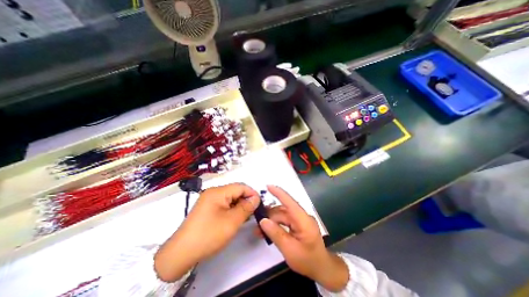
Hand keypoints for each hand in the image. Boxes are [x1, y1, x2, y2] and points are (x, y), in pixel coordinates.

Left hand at [153, 182, 259, 281]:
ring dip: (239, 205)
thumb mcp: (231, 221)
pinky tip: (235, 218)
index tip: (259, 204)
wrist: (181, 253)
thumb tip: (256, 198)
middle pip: (235, 191)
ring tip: (246, 216)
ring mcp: (209, 200)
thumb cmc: (209, 235)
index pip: (240, 186)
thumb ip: (246, 207)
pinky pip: (224, 204)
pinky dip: (232, 209)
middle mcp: (213, 192)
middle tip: (253, 212)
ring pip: (230, 198)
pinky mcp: (207, 208)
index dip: (252, 193)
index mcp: (218, 192)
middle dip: (246, 200)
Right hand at [260, 186, 349, 292]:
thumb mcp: (290, 250)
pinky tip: (267, 231)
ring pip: (282, 215)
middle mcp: (302, 216)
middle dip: (269, 215)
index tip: (268, 186)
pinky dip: (276, 225)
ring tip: (259, 230)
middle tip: (257, 224)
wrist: (322, 268)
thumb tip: (263, 221)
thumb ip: (276, 234)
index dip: (279, 193)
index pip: (290, 202)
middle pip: (282, 211)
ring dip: (271, 221)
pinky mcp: (298, 224)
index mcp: (303, 220)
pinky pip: (284, 221)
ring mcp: (300, 220)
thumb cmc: (308, 260)